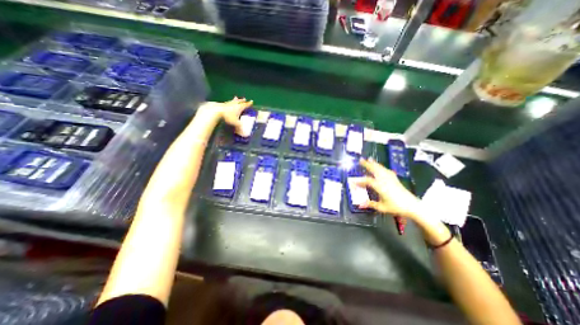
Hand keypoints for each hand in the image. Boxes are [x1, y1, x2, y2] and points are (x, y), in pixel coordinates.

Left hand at [199, 98, 252, 134]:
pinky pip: (228, 102)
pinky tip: (228, 102)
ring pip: (234, 100)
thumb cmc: (228, 116)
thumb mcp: (235, 123)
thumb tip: (244, 133)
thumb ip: (239, 127)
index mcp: (240, 107)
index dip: (249, 103)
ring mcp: (229, 103)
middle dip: (243, 101)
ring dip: (236, 100)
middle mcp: (235, 104)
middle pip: (240, 101)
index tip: (252, 101)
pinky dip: (230, 101)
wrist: (217, 111)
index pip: (246, 105)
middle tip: (245, 99)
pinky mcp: (223, 104)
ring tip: (236, 98)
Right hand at [356, 157, 418, 219]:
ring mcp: (391, 179)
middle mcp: (385, 180)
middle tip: (361, 160)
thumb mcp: (382, 207)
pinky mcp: (395, 179)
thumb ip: (370, 204)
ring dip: (374, 164)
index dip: (359, 181)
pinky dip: (382, 168)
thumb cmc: (396, 207)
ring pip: (381, 169)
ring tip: (370, 159)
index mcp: (380, 187)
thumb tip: (360, 204)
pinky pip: (387, 171)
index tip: (353, 181)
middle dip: (367, 165)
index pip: (367, 181)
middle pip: (375, 170)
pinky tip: (381, 167)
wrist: (413, 206)